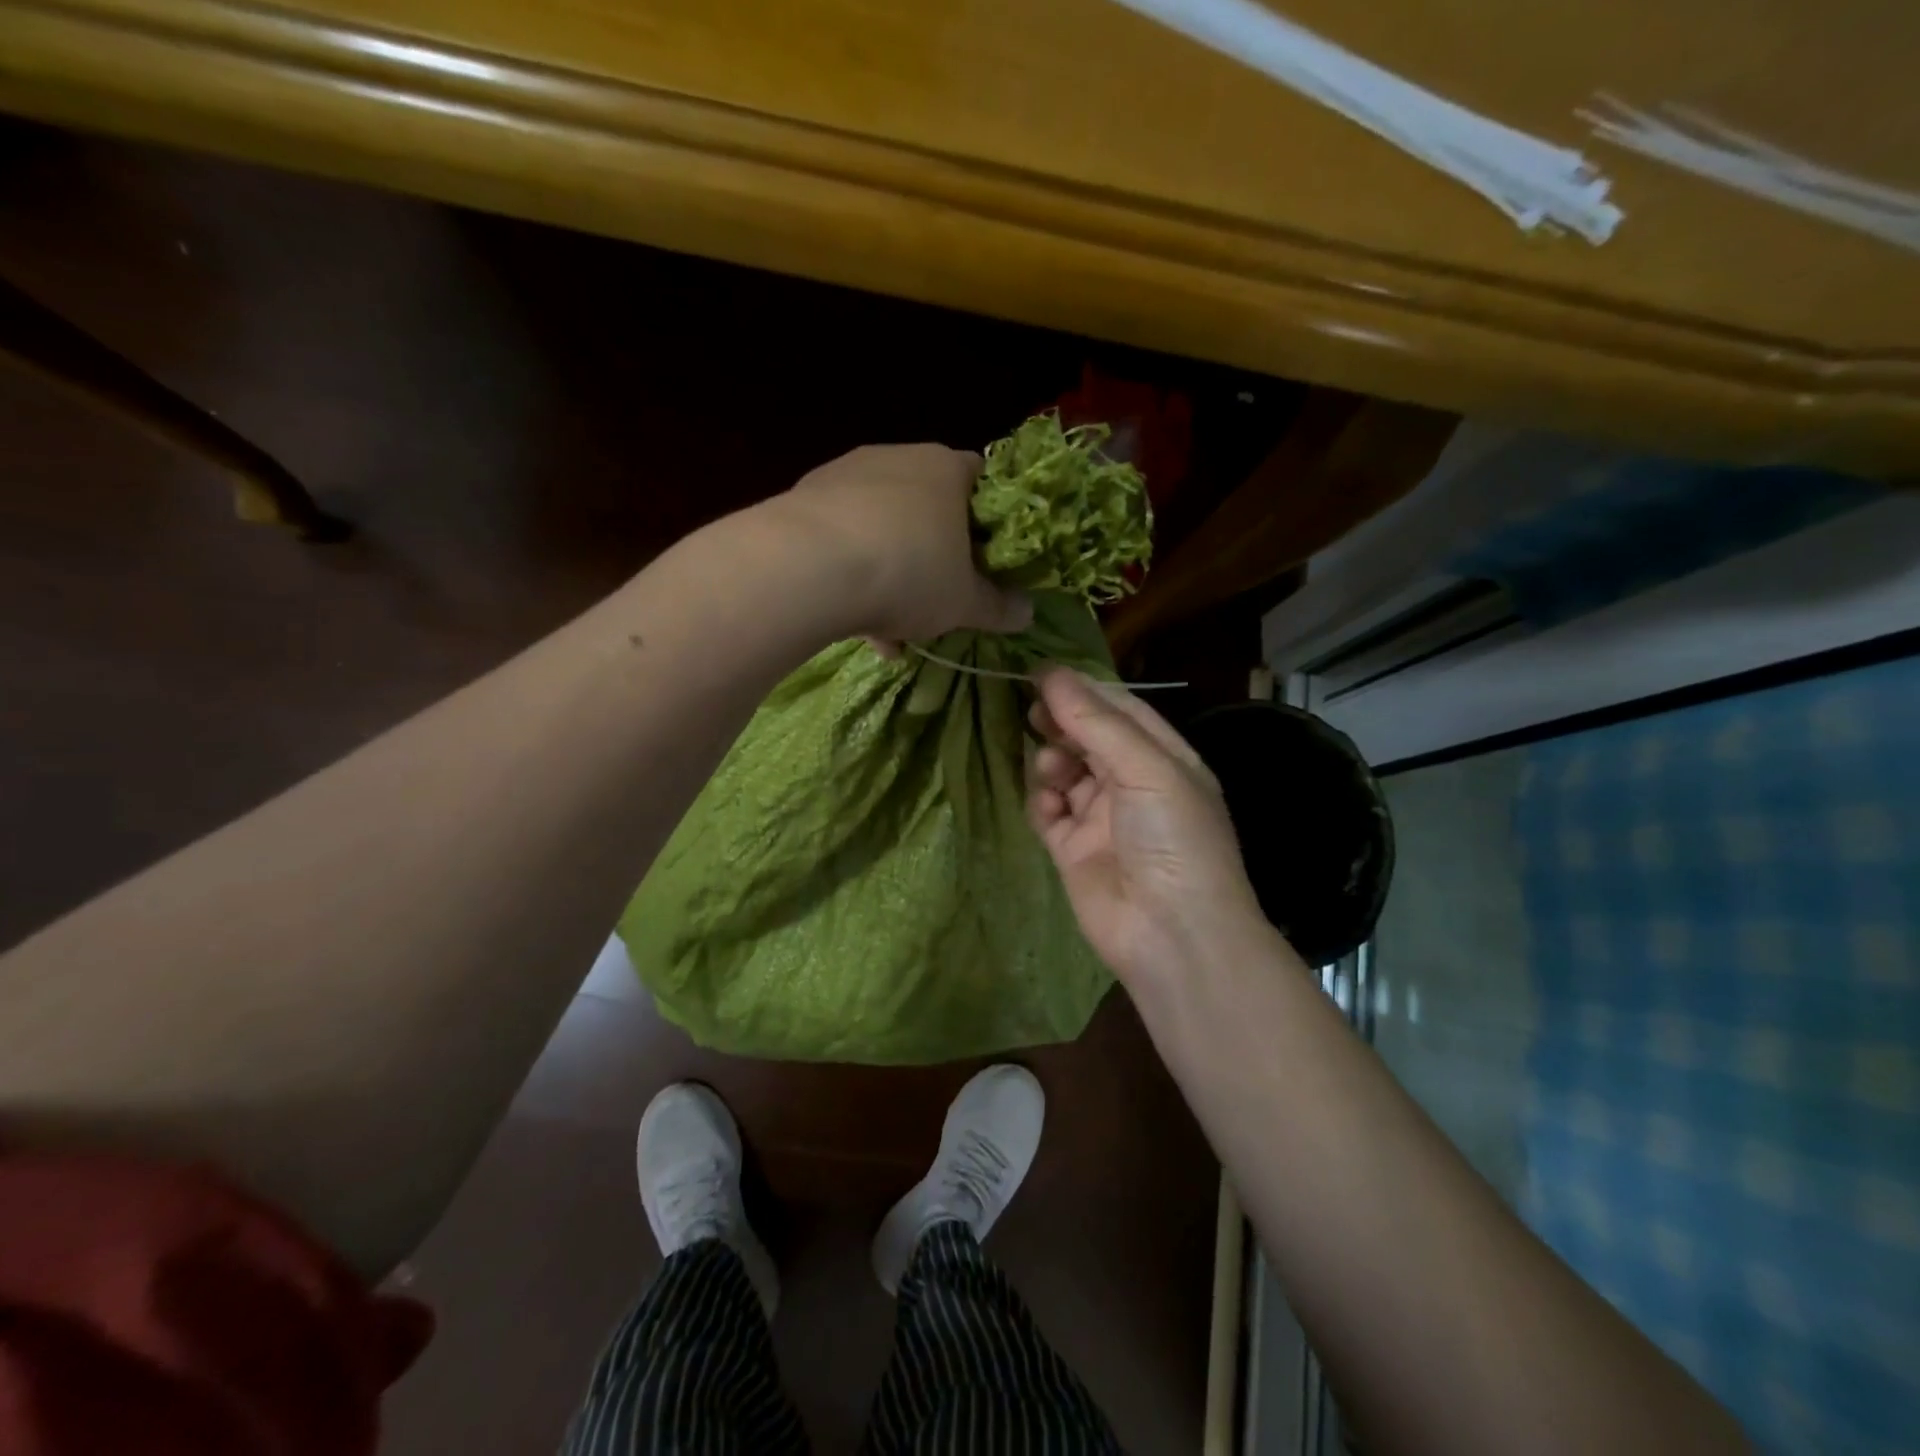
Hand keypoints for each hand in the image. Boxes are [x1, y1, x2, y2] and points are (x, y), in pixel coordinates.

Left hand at [767, 444, 1031, 646]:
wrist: (809, 568)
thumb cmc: (910, 573)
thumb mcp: (965, 603)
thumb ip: (999, 607)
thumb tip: (1028, 613)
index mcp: (946, 469)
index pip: (981, 478)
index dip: (989, 519)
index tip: (987, 557)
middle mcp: (897, 458)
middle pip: (928, 507)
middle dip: (935, 556)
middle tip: (938, 599)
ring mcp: (845, 475)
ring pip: (881, 528)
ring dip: (891, 576)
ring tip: (892, 634)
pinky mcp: (804, 499)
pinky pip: (842, 539)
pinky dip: (852, 576)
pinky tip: (854, 625)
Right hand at [1027, 667, 1267, 990]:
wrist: (1172, 934)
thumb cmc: (1174, 839)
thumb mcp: (1147, 768)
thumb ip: (1096, 722)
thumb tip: (1050, 673)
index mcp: (1163, 758)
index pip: (1119, 709)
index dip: (1081, 688)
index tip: (1039, 672)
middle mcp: (1132, 783)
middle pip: (1087, 737)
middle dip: (1061, 721)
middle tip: (1034, 712)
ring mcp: (1100, 817)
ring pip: (1063, 771)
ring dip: (1052, 761)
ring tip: (1052, 769)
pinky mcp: (1072, 849)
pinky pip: (1047, 811)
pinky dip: (1041, 801)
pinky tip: (1047, 804)